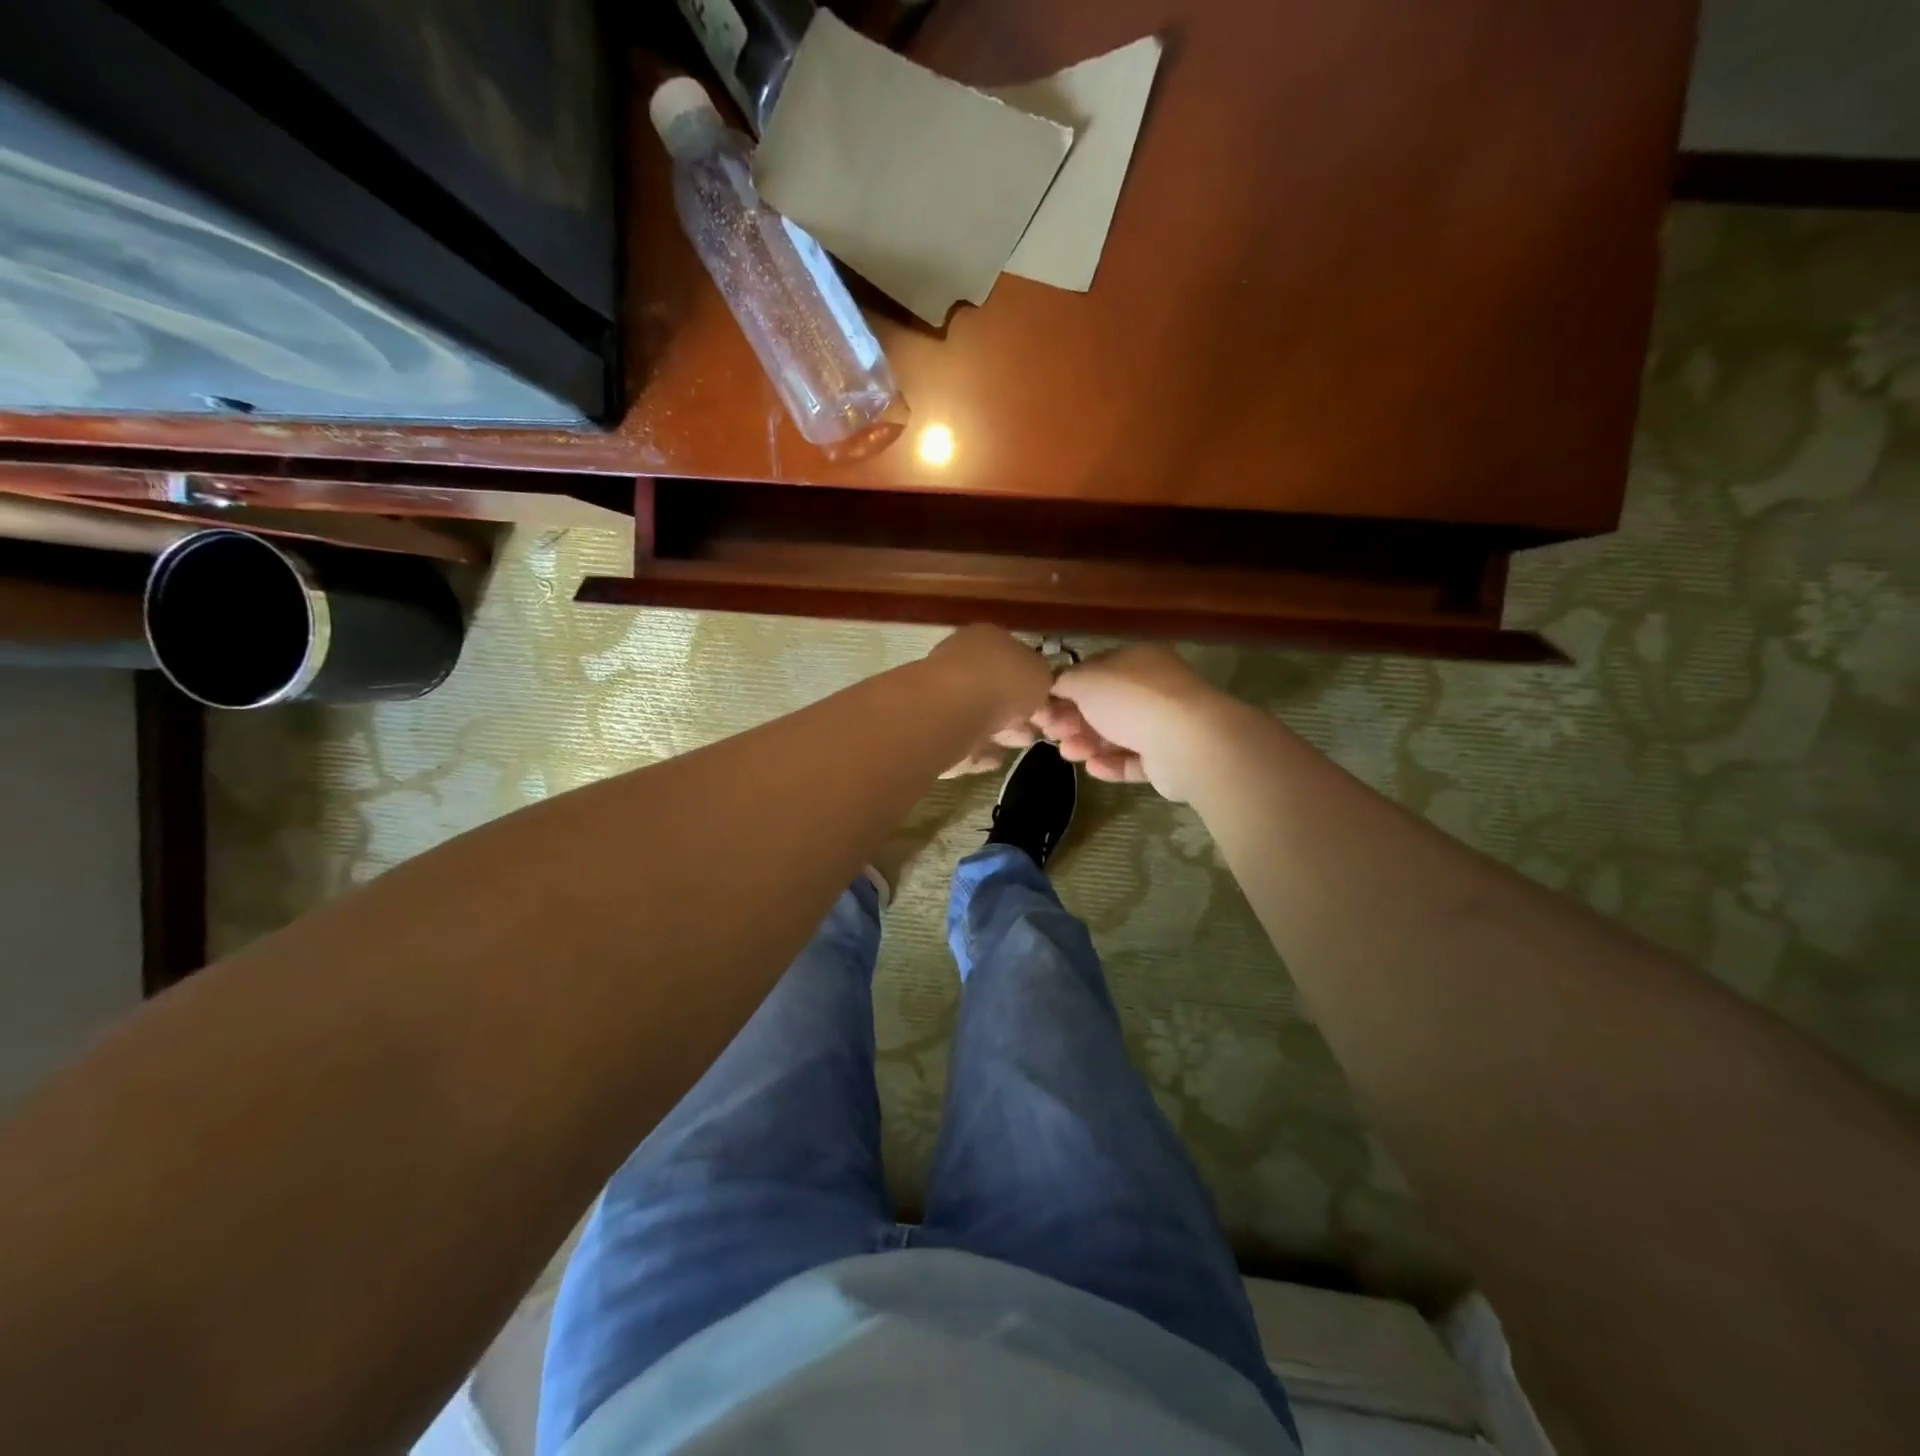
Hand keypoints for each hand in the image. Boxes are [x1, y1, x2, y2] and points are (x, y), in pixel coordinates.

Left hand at [927, 626, 1052, 776]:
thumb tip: (1039, 688)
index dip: (1037, 684)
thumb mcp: (1041, 673)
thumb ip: (1044, 679)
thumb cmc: (1001, 681)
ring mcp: (944, 697)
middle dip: (1020, 711)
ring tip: (1023, 744)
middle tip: (1040, 730)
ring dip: (1004, 731)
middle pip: (998, 690)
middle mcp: (961, 662)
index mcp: (986, 639)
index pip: (1015, 659)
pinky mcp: (933, 731)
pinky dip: (981, 750)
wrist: (950, 712)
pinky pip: (964, 742)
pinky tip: (997, 759)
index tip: (1052, 707)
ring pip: (982, 717)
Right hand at [1038, 645, 1231, 799]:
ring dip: (1088, 743)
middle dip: (1073, 720)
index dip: (1065, 689)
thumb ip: (1064, 681)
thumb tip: (1052, 686)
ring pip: (1116, 735)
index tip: (1041, 708)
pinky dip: (1111, 764)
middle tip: (1051, 733)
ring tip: (1069, 753)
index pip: (1095, 671)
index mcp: (1137, 661)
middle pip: (1104, 705)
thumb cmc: (1131, 699)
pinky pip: (1133, 760)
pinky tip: (1092, 768)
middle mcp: (1153, 689)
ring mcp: (1164, 724)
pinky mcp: (1168, 759)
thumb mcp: (1086, 680)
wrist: (1185, 741)